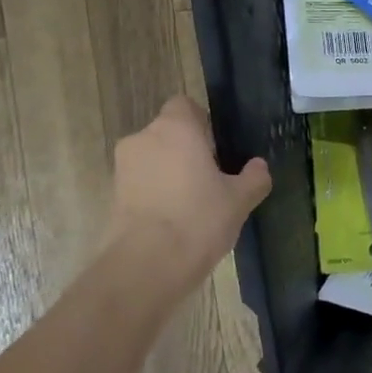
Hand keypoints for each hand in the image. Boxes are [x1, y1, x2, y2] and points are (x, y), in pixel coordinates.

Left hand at [104, 96, 270, 292]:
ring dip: (169, 174)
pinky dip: (155, 195)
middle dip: (186, 151)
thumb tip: (259, 166)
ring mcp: (123, 168)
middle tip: (211, 179)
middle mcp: (144, 139)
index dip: (201, 123)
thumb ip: (253, 178)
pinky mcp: (112, 197)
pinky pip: (140, 185)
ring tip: (192, 205)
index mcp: (176, 128)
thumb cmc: (198, 219)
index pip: (184, 105)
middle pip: (168, 134)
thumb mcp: (239, 200)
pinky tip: (174, 222)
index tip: (217, 148)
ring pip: (152, 160)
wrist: (146, 266)